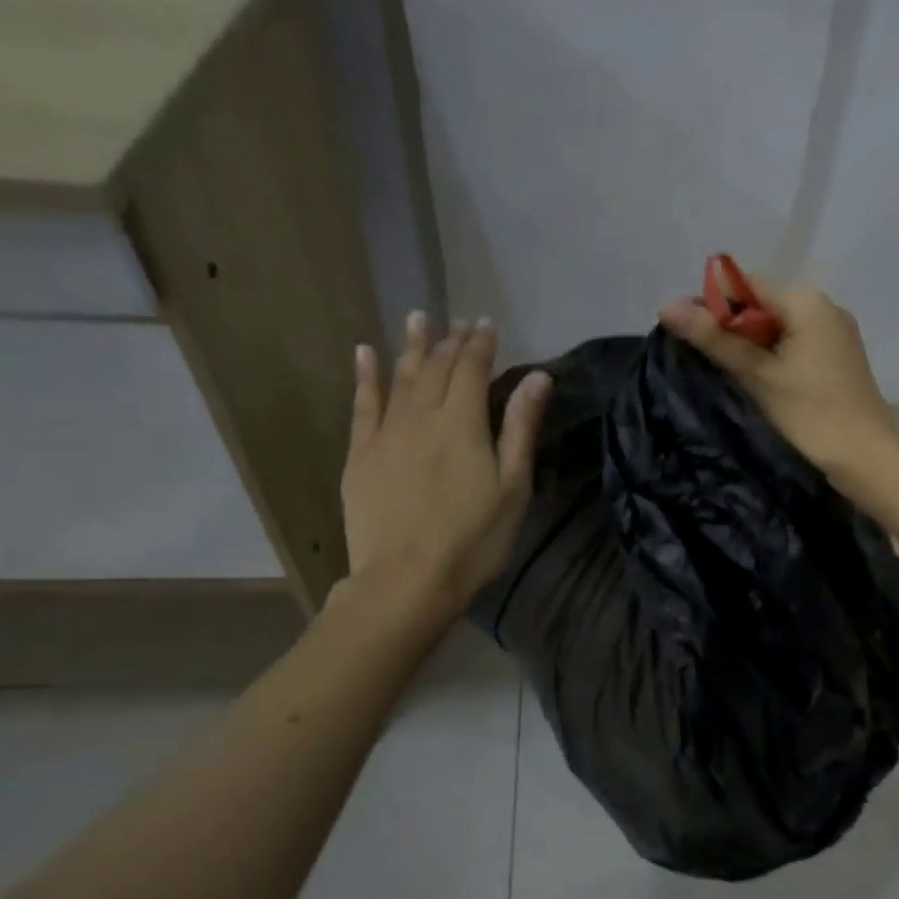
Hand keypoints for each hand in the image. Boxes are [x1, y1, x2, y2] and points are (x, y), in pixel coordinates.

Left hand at [339, 312, 550, 613]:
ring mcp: (385, 433)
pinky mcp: (360, 454)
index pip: (471, 368)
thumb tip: (537, 377)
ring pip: (399, 377)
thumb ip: (520, 427)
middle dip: (450, 341)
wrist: (407, 581)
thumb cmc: (474, 539)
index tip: (487, 323)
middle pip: (436, 368)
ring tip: (417, 317)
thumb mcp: (513, 487)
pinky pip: (362, 404)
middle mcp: (421, 416)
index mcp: (462, 423)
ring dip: (411, 345)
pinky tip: (366, 354)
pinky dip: (366, 376)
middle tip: (460, 322)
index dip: (480, 344)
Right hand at [659, 272, 898, 487]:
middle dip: (731, 326)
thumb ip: (714, 338)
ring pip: (780, 326)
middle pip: (763, 304)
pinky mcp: (840, 356)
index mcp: (806, 300)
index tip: (685, 332)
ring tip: (728, 372)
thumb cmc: (810, 413)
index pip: (746, 285)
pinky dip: (774, 355)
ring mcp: (836, 331)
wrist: (866, 456)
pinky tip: (760, 380)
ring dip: (751, 343)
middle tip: (702, 357)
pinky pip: (797, 343)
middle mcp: (825, 306)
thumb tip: (666, 306)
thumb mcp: (757, 375)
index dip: (711, 304)